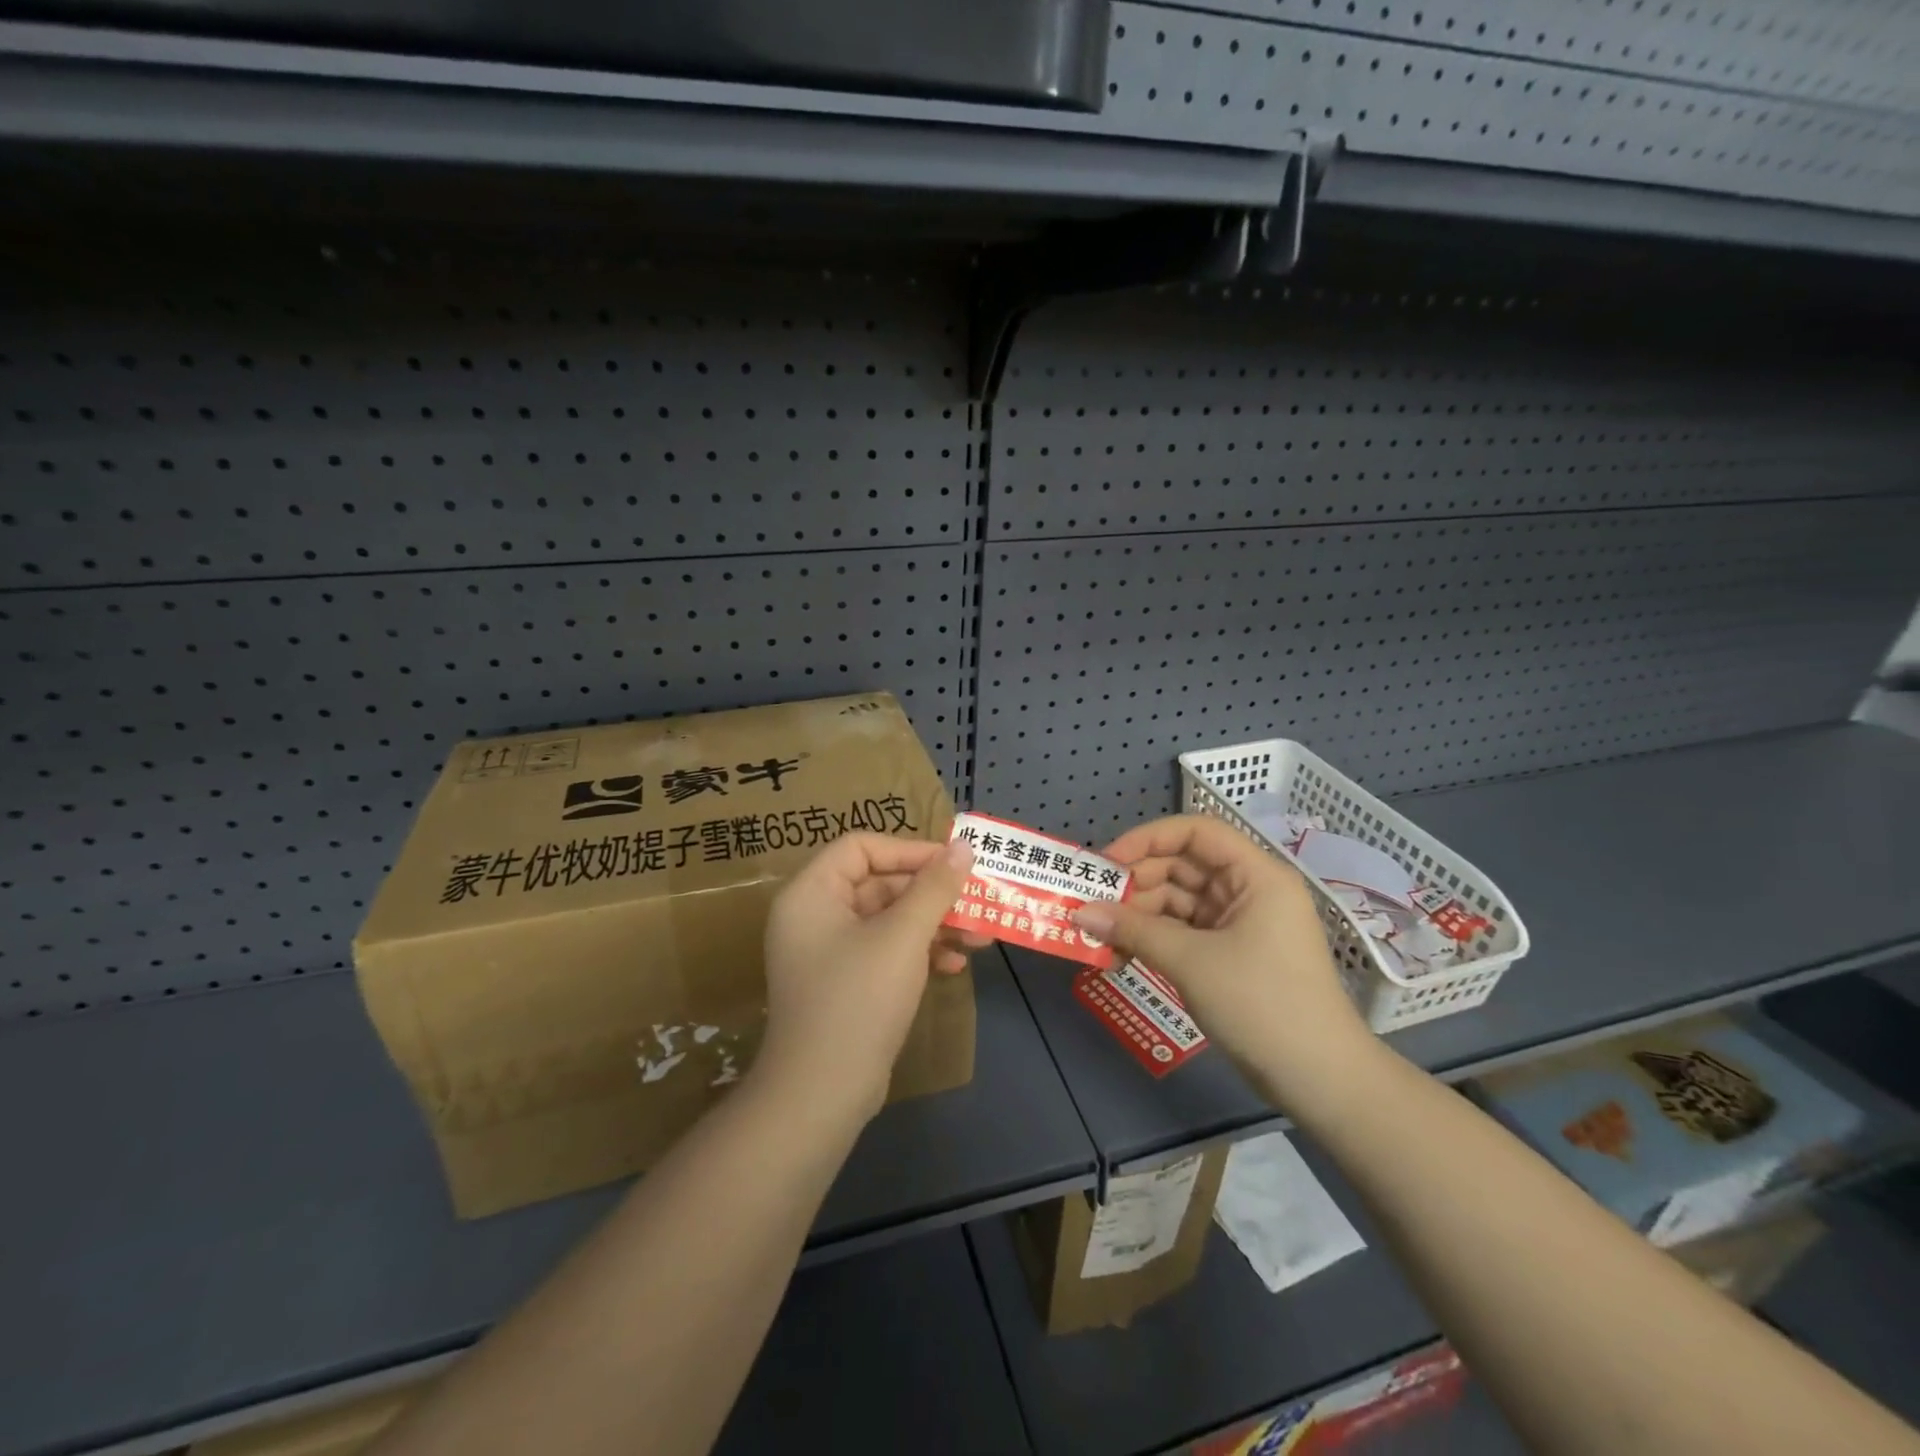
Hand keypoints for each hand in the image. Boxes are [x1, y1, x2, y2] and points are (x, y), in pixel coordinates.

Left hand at [757, 833, 976, 1124]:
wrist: (822, 1094)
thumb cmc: (859, 999)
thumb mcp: (903, 936)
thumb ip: (935, 886)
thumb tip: (964, 845)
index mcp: (812, 893)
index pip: (861, 847)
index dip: (909, 849)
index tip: (953, 862)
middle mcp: (814, 915)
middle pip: (879, 883)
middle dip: (932, 893)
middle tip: (977, 900)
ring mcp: (828, 952)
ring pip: (888, 919)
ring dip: (934, 924)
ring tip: (980, 936)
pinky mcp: (845, 983)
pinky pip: (886, 950)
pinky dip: (919, 952)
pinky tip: (954, 965)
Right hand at [1073, 815, 1375, 1112]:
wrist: (1320, 1081)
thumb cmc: (1261, 1004)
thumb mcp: (1191, 962)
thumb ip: (1133, 930)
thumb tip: (1080, 913)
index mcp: (1255, 876)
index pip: (1195, 832)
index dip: (1148, 839)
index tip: (1108, 863)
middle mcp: (1249, 891)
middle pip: (1183, 866)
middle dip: (1136, 883)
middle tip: (1092, 904)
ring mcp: (1241, 925)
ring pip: (1180, 902)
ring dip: (1140, 915)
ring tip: (1100, 936)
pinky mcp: (1232, 956)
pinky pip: (1185, 933)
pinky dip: (1155, 939)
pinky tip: (1122, 954)